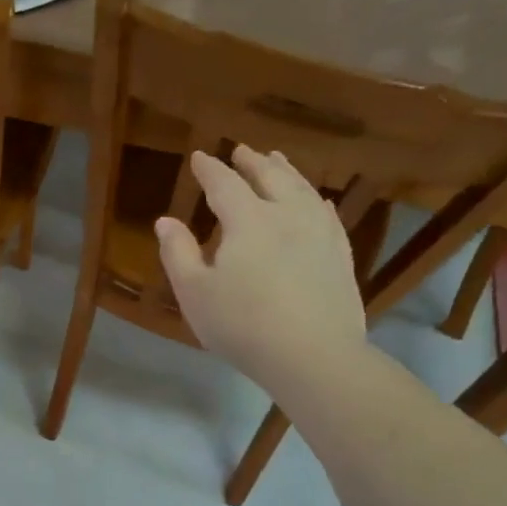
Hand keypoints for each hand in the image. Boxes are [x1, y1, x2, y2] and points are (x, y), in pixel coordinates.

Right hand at [155, 146, 367, 401]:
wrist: (313, 355)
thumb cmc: (242, 325)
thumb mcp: (194, 293)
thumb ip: (177, 253)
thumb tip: (165, 221)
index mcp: (247, 221)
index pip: (224, 184)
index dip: (209, 169)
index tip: (199, 157)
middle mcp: (286, 215)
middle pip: (269, 176)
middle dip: (252, 161)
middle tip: (241, 150)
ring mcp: (320, 232)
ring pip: (302, 189)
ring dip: (285, 170)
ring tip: (276, 159)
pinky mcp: (340, 254)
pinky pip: (327, 214)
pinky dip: (315, 199)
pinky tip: (316, 200)